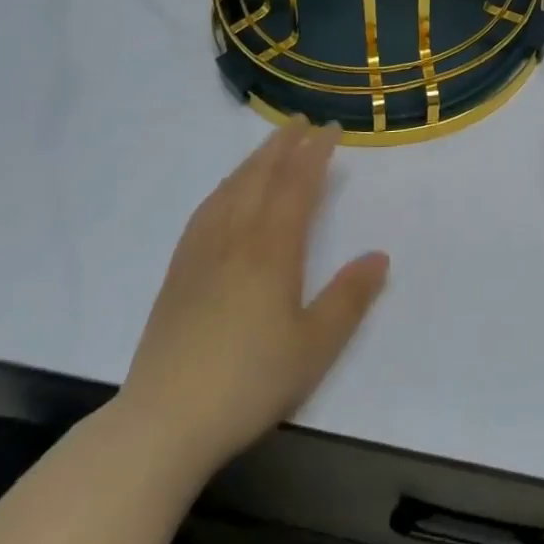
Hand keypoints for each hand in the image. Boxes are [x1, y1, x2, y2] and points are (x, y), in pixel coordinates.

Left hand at [119, 120, 388, 470]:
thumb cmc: (248, 381)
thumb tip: (381, 256)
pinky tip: (226, 192)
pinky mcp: (179, 270)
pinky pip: (206, 210)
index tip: (331, 130)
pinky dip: (225, 187)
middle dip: (284, 144)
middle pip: (262, 175)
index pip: (298, 184)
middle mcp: (237, 236)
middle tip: (301, 121)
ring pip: (232, 187)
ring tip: (271, 145)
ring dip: (255, 159)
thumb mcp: (314, 347)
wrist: (163, 421)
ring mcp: (202, 251)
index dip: (316, 152)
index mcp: (273, 248)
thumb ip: (349, 298)